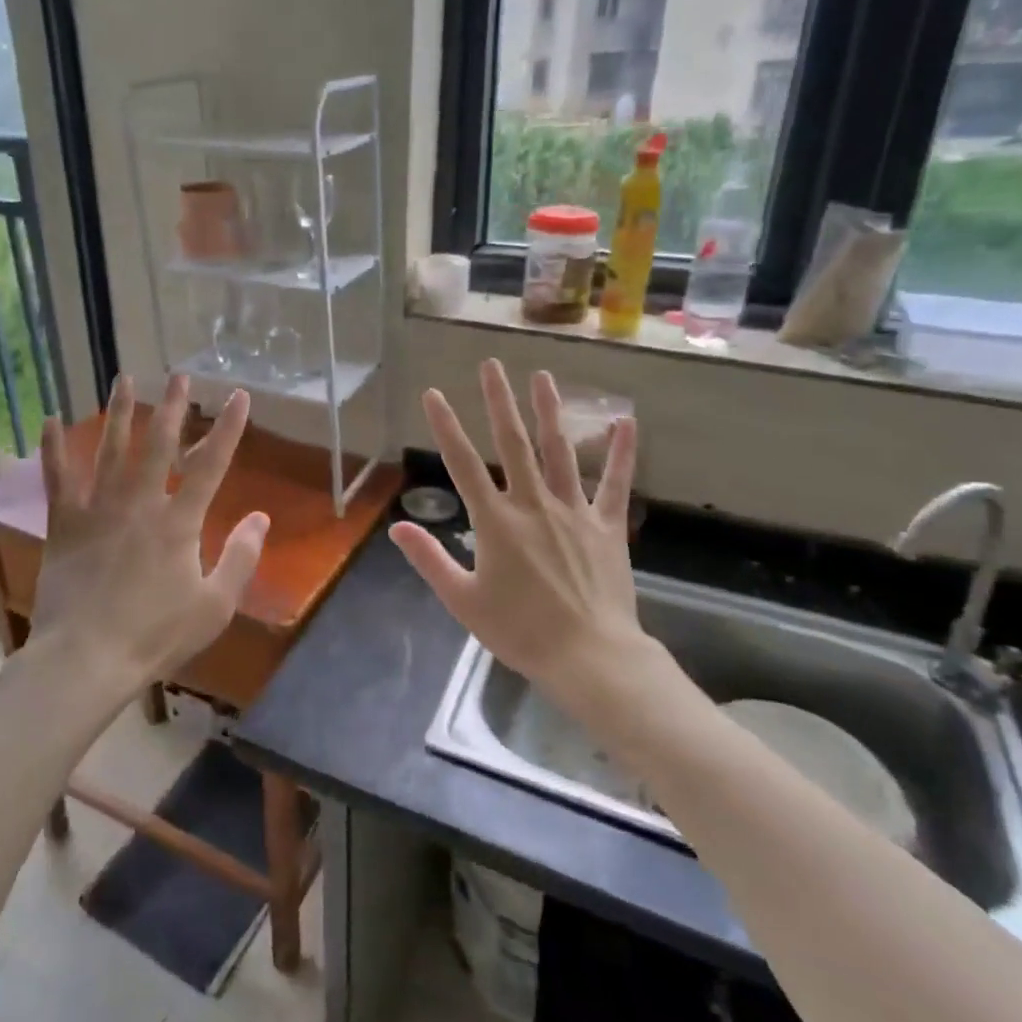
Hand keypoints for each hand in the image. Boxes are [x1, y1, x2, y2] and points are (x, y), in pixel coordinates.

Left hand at [31, 374, 266, 692]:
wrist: (86, 658)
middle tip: (179, 376)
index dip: (228, 429)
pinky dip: (53, 448)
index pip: (211, 465)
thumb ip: (241, 558)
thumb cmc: (156, 635)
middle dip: (173, 408)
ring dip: (120, 412)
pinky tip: (50, 420)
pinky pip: (58, 478)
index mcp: (179, 523)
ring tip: (125, 379)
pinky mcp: (65, 524)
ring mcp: (98, 510)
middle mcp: (140, 504)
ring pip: (111, 450)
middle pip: (159, 445)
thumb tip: (260, 517)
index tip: (239, 396)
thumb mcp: (215, 606)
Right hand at [390, 361, 671, 713]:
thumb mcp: (463, 601)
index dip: (446, 427)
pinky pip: (614, 483)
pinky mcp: (607, 526)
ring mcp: (574, 511)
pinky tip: (626, 422)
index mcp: (496, 522)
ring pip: (559, 451)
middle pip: (513, 443)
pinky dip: (620, 453)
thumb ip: (430, 559)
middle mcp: (533, 504)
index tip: (434, 394)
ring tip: (541, 376)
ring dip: (548, 411)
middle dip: (499, 401)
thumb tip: (395, 528)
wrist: (590, 657)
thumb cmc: (520, 631)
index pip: (463, 464)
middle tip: (491, 364)